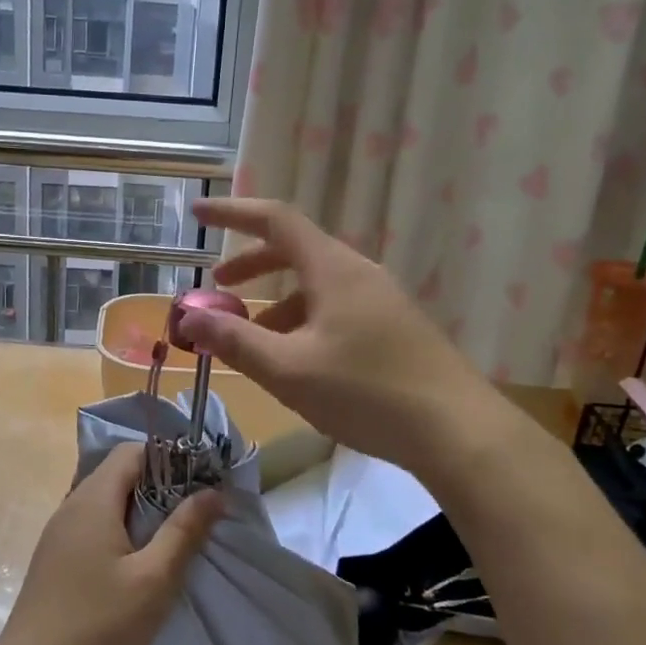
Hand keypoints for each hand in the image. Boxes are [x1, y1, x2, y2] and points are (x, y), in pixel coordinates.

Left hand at [0, 443, 220, 644]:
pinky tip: (137, 565)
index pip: (132, 451)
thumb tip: (213, 491)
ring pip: (106, 502)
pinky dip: (121, 532)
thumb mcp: (154, 579)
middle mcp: (71, 506)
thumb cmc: (98, 625)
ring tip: (172, 540)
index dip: (169, 457)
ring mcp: (59, 534)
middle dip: (160, 486)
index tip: (201, 482)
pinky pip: (93, 527)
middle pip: (119, 474)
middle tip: (194, 515)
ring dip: (141, 512)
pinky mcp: (55, 560)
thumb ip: (184, 531)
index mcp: (93, 499)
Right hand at [181, 197, 490, 471]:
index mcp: (333, 269)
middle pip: (296, 251)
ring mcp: (381, 300)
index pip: (276, 220)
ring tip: (250, 336)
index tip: (199, 214)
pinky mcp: (394, 328)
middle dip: (251, 265)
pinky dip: (304, 321)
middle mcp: (358, 273)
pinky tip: (296, 360)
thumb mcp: (288, 370)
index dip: (234, 213)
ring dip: (277, 301)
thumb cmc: (367, 393)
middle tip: (218, 287)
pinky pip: (336, 309)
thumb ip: (234, 341)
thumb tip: (187, 317)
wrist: (457, 431)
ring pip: (316, 285)